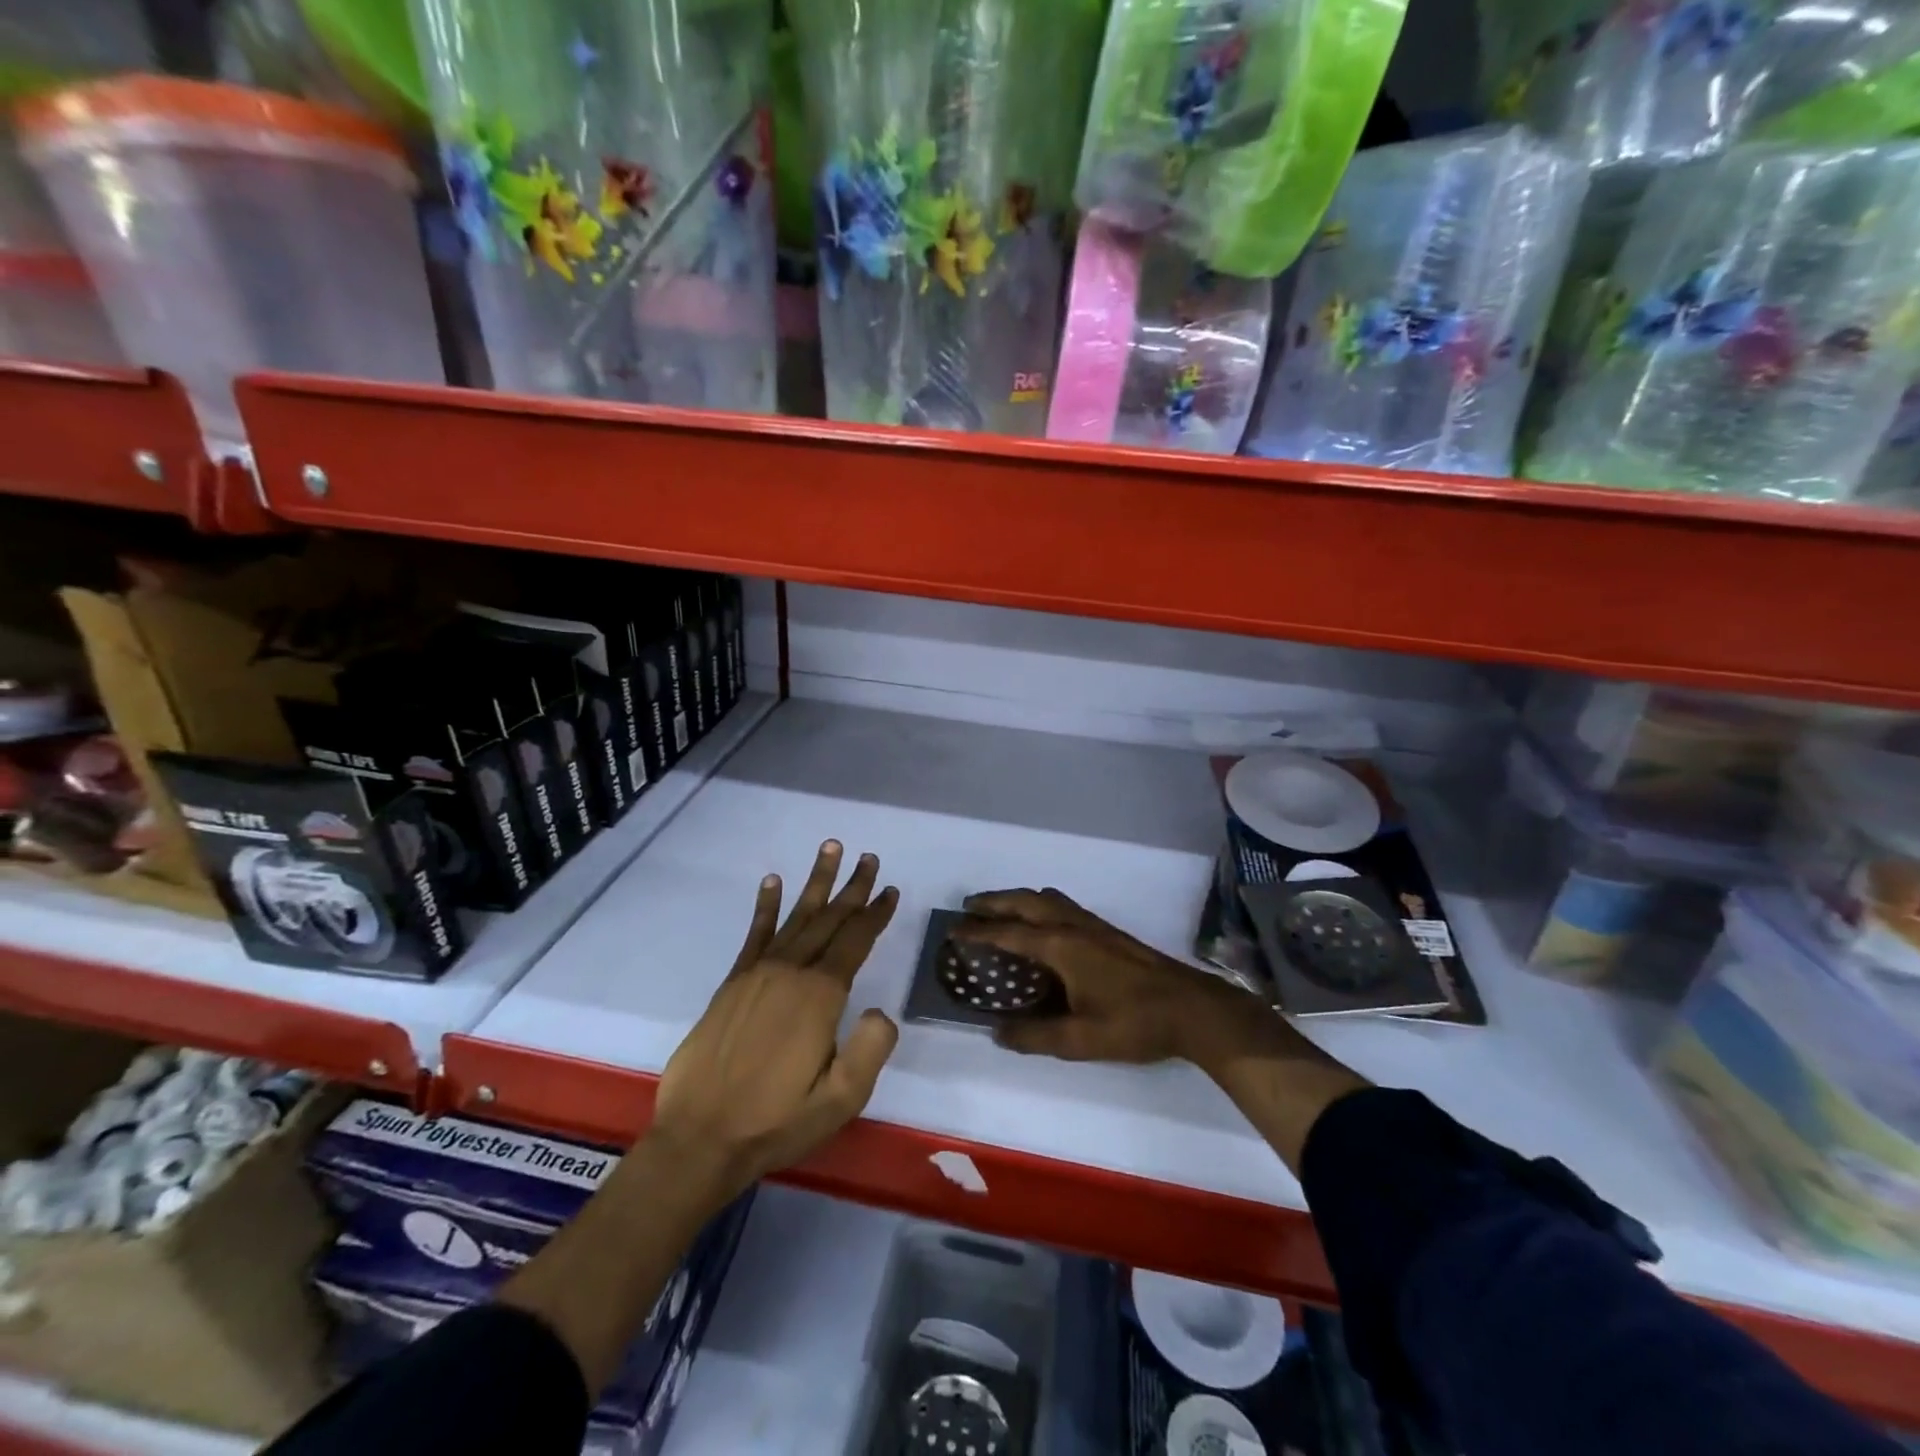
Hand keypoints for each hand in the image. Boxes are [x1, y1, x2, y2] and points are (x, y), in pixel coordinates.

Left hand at [652, 841, 899, 1201]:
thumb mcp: (841, 1099)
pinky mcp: (732, 984)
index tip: (890, 890)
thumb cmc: (777, 1122)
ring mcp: (758, 974)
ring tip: (830, 848)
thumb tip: (881, 1010)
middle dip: (852, 888)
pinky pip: (754, 934)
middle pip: (829, 919)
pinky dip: (766, 906)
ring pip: (796, 917)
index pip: (855, 942)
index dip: (876, 914)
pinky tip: (772, 882)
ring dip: (816, 882)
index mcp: (820, 996)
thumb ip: (871, 1050)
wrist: (701, 1139)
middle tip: (869, 858)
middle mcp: (790, 972)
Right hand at [953, 887, 1298, 1073]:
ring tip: (1001, 910)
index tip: (953, 929)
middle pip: (1026, 902)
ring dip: (1019, 899)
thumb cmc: (1134, 1023)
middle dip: (995, 901)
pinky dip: (1041, 905)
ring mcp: (1094, 925)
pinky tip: (1045, 925)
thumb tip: (997, 1032)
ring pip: (1047, 899)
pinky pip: (1064, 906)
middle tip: (969, 907)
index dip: (978, 931)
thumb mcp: (1081, 1039)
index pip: (1009, 932)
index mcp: (1061, 947)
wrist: (1192, 1008)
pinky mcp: (1109, 932)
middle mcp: (1073, 926)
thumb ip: (1036, 1036)